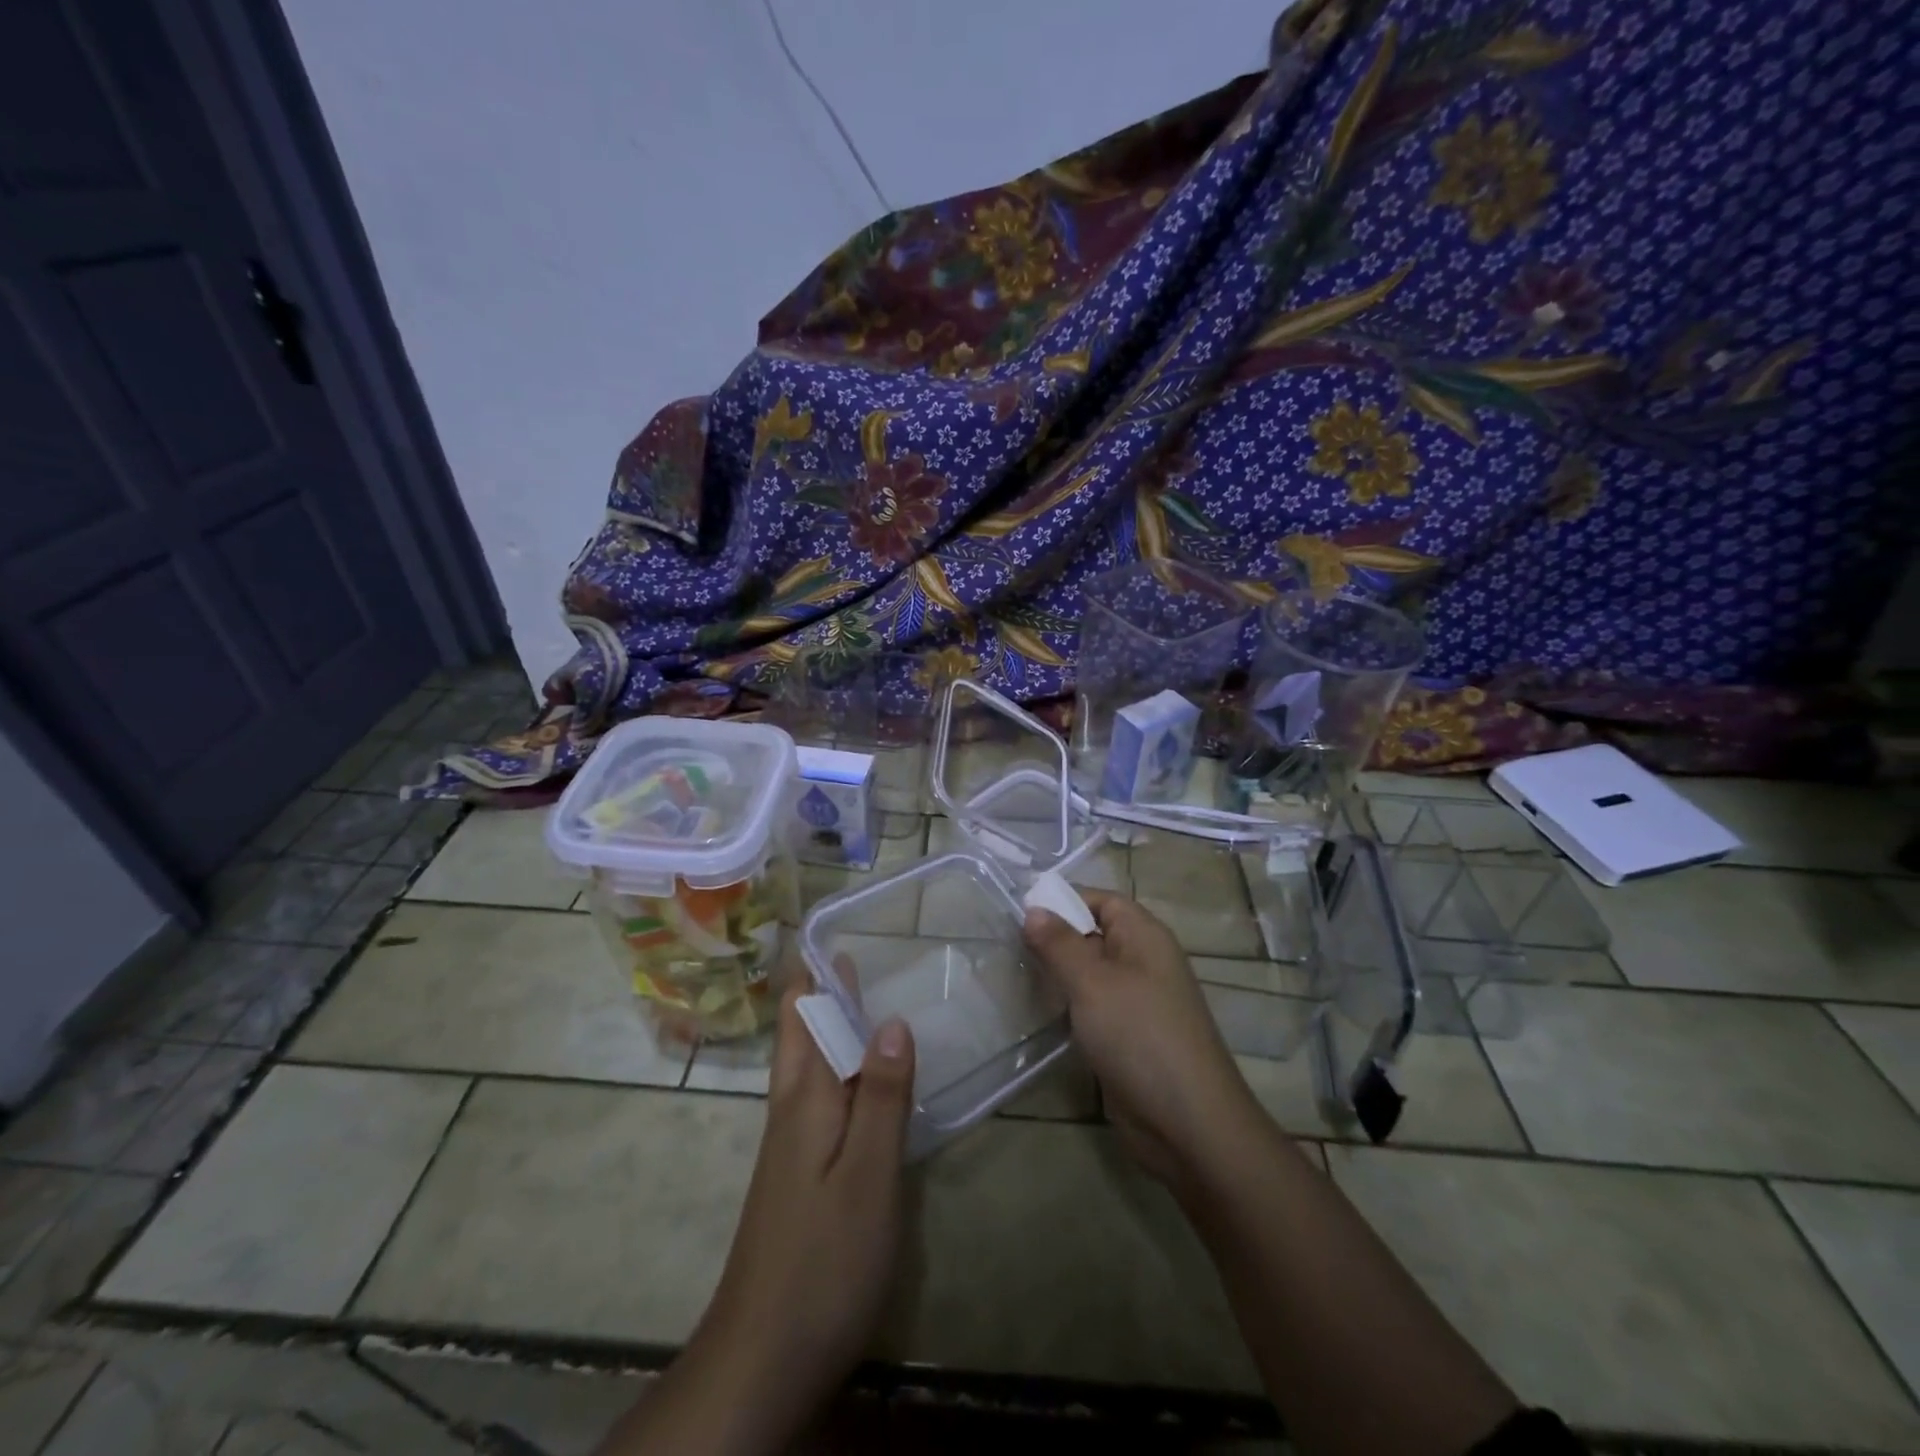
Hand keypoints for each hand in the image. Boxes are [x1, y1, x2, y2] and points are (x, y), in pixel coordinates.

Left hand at [628, 990, 913, 1454]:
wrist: (762, 1358)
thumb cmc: (823, 1260)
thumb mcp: (867, 1176)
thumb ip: (880, 1097)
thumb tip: (890, 1019)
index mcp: (805, 1098)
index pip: (804, 1016)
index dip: (815, 973)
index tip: (832, 930)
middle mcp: (791, 1110)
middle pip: (800, 1034)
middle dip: (818, 991)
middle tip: (852, 951)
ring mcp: (790, 1145)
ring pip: (807, 1064)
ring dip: (827, 1024)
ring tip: (858, 994)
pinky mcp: (798, 1174)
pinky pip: (817, 1097)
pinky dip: (836, 1066)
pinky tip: (857, 1077)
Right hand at [1024, 890, 1262, 1185]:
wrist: (1188, 1124)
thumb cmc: (1139, 1036)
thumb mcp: (1092, 983)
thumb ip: (1060, 944)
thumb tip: (1033, 909)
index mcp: (1145, 936)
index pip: (1101, 900)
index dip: (1063, 900)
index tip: (1019, 910)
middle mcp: (1144, 961)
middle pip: (1094, 934)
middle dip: (1055, 937)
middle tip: (1007, 944)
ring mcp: (1139, 1001)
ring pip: (1092, 972)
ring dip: (1060, 973)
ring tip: (1016, 973)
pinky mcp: (1130, 1036)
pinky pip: (1095, 1005)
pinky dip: (1070, 1004)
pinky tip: (1042, 1012)